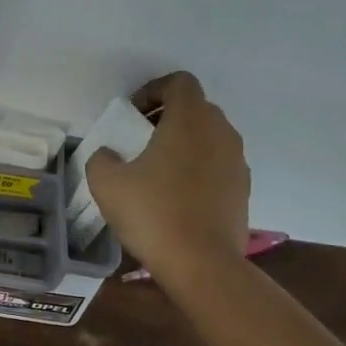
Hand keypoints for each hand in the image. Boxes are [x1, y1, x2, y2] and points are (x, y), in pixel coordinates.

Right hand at [87, 72, 250, 282]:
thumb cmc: (152, 213)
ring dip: (184, 142)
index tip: (132, 115)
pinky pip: (218, 164)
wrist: (201, 263)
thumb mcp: (106, 182)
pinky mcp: (243, 189)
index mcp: (190, 121)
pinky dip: (198, 168)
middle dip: (168, 116)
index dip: (153, 90)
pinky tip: (176, 195)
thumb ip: (102, 158)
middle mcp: (220, 133)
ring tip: (157, 169)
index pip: (179, 82)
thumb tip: (110, 154)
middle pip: (196, 108)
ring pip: (210, 137)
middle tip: (140, 139)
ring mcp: (237, 162)